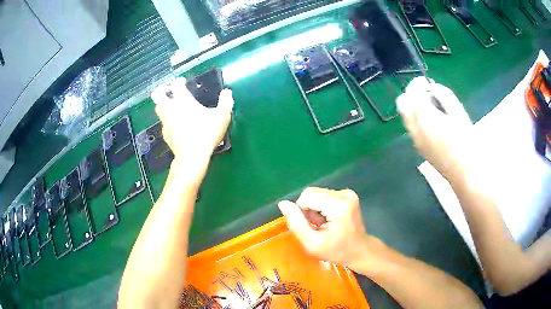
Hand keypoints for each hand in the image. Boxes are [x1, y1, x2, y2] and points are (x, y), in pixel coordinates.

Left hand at [152, 77, 233, 171]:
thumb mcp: (221, 117)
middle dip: (162, 90)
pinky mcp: (165, 134)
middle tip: (169, 91)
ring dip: (163, 105)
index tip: (183, 82)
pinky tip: (175, 125)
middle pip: (158, 95)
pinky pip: (163, 123)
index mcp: (184, 101)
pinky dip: (167, 121)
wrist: (192, 156)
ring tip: (171, 107)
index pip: (176, 85)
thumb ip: (225, 102)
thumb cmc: (207, 133)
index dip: (178, 81)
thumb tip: (227, 92)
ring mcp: (166, 122)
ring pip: (158, 109)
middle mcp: (171, 109)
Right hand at [278, 187, 371, 270]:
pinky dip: (321, 206)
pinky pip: (324, 195)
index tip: (310, 226)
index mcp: (338, 206)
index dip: (301, 211)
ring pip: (317, 193)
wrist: (360, 251)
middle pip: (311, 193)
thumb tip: (283, 203)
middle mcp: (345, 194)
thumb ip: (296, 223)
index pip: (307, 196)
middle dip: (308, 209)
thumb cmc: (336, 251)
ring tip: (323, 224)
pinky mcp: (348, 194)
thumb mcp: (312, 243)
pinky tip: (329, 219)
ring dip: (314, 208)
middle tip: (316, 227)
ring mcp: (348, 193)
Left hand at [397, 77, 473, 181]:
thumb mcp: (458, 112)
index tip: (425, 81)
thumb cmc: (465, 140)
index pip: (413, 92)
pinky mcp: (419, 149)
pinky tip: (431, 122)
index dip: (418, 84)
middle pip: (402, 103)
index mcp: (424, 116)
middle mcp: (414, 127)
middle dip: (411, 94)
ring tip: (430, 107)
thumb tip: (433, 88)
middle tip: (426, 93)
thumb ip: (444, 95)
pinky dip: (416, 119)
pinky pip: (412, 128)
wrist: (464, 172)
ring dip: (413, 107)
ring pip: (406, 117)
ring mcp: (415, 140)